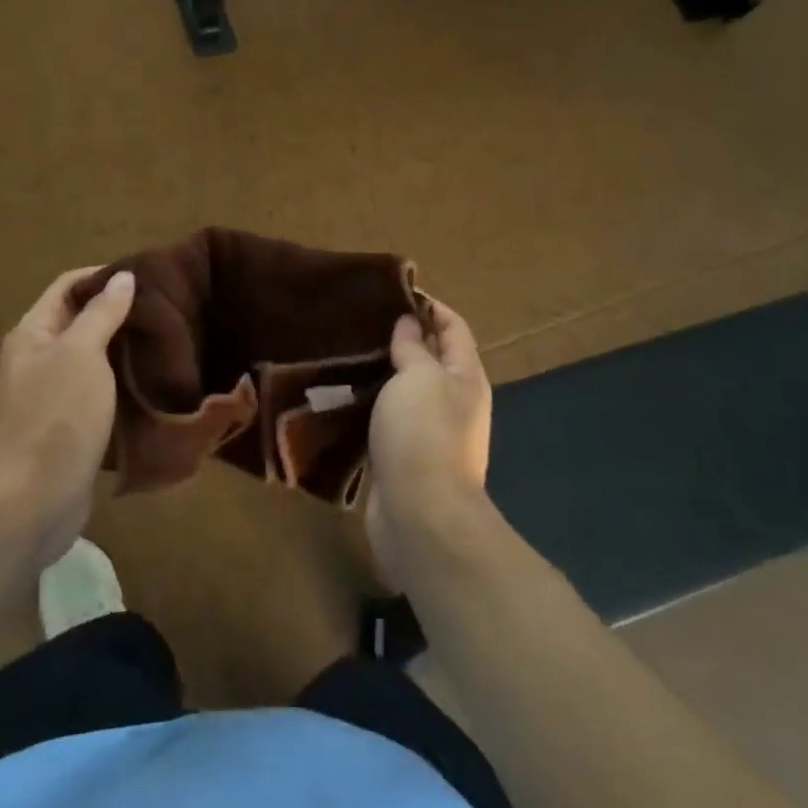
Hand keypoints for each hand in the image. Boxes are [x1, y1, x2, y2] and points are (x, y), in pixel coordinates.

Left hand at [0, 266, 135, 567]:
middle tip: (161, 312)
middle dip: (115, 313)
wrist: (28, 504)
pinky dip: (114, 385)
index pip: (66, 286)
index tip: (146, 278)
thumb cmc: (56, 418)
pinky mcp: (58, 430)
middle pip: (76, 321)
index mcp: (31, 334)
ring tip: (159, 345)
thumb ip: (102, 313)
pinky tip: (143, 387)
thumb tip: (122, 277)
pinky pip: (89, 394)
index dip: (102, 276)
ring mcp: (42, 398)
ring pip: (86, 360)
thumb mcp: (82, 354)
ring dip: (118, 350)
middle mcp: (32, 360)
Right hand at [365, 299, 492, 588]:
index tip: (391, 290)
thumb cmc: (424, 435)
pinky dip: (369, 403)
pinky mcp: (404, 456)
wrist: (421, 517)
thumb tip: (410, 323)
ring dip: (380, 371)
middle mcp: (453, 401)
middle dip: (400, 336)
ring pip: (405, 389)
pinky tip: (342, 393)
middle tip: (359, 319)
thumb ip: (414, 347)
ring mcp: (429, 432)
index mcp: (465, 376)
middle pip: (429, 357)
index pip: (452, 326)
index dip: (428, 305)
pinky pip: (387, 418)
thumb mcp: (419, 377)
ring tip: (345, 350)